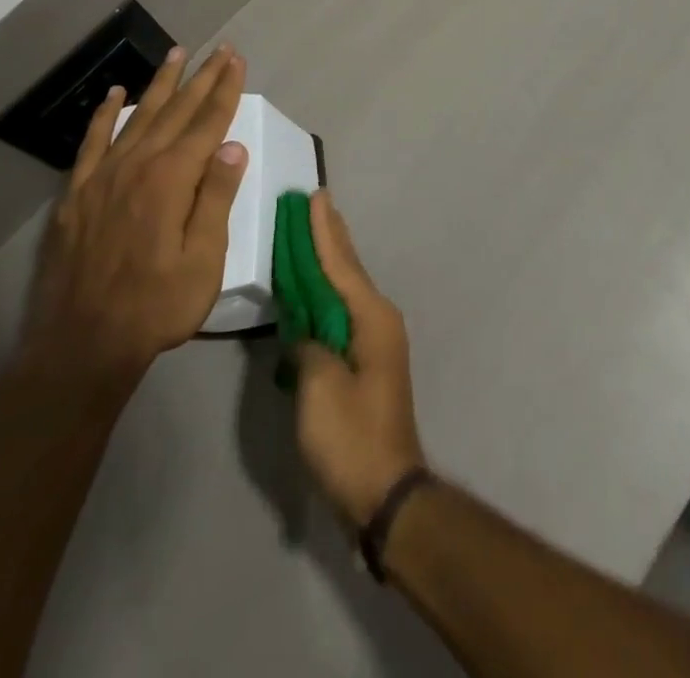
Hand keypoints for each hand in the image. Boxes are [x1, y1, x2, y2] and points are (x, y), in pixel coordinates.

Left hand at [24, 45, 247, 389]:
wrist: (81, 345)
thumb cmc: (155, 307)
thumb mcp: (203, 261)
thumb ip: (215, 199)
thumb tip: (231, 147)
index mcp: (172, 179)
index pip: (207, 123)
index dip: (225, 90)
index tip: (238, 61)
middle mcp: (137, 165)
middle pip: (176, 110)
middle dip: (202, 77)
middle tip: (220, 49)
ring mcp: (102, 176)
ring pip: (138, 116)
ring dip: (160, 83)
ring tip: (177, 53)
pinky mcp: (77, 193)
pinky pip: (93, 141)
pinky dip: (106, 114)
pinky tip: (116, 94)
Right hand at [293, 191, 426, 527]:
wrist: (385, 493)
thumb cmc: (351, 437)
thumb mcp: (319, 388)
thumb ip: (308, 345)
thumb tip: (304, 331)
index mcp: (372, 317)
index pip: (340, 263)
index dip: (323, 229)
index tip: (315, 196)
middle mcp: (379, 319)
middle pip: (348, 268)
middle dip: (329, 236)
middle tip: (314, 203)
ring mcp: (375, 340)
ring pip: (346, 288)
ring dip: (328, 261)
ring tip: (312, 232)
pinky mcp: (366, 361)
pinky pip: (343, 311)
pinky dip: (326, 292)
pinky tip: (314, 288)